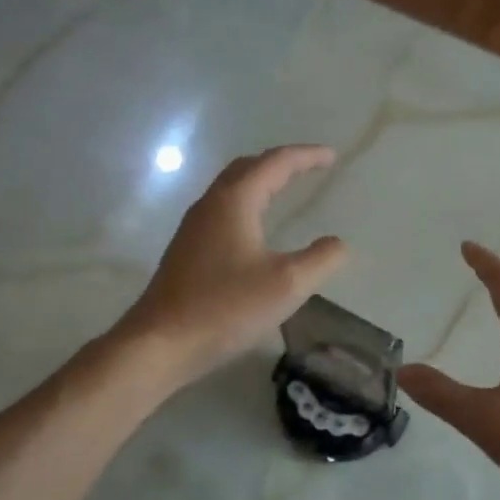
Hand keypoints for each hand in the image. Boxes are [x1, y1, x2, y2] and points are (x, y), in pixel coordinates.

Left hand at [117, 145, 347, 386]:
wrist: (161, 343)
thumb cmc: (226, 308)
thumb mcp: (287, 284)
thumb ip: (321, 259)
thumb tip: (338, 243)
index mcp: (234, 202)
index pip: (275, 163)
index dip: (306, 156)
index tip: (332, 157)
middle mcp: (210, 205)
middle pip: (247, 168)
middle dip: (280, 163)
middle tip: (308, 168)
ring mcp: (193, 229)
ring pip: (231, 190)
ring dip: (260, 183)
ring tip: (285, 191)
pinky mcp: (187, 253)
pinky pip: (222, 213)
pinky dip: (246, 206)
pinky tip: (255, 231)